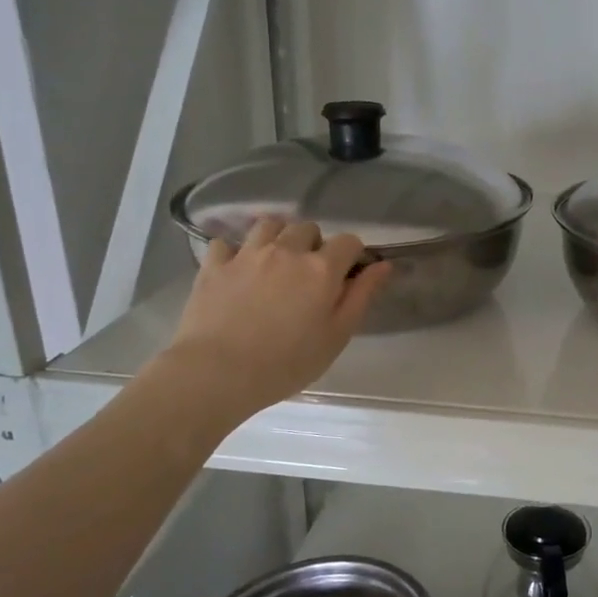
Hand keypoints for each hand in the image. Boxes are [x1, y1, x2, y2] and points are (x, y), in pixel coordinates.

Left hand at [151, 218, 389, 419]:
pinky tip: (237, 270)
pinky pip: (227, 244)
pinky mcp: (214, 265)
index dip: (352, 255)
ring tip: (276, 262)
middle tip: (309, 275)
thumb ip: (361, 297)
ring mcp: (247, 254)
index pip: (349, 241)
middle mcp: (286, 251)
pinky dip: (235, 252)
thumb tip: (383, 266)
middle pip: (307, 228)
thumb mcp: (337, 336)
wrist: (218, 372)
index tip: (348, 276)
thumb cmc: (287, 362)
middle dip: (314, 244)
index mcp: (321, 269)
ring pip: (269, 224)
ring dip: (278, 237)